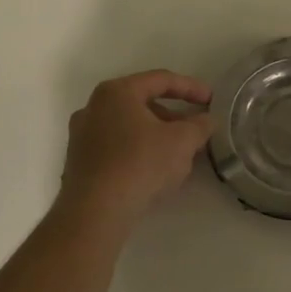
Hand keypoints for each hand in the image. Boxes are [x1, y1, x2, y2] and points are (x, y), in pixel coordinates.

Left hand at [58, 70, 213, 228]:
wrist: (95, 211)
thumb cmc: (140, 164)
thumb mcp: (182, 142)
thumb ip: (199, 125)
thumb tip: (207, 120)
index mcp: (117, 92)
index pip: (161, 80)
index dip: (191, 88)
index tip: (211, 100)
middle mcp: (94, 106)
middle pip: (143, 102)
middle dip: (173, 115)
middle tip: (195, 130)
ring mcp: (82, 134)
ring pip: (129, 126)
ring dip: (157, 134)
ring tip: (179, 153)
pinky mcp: (79, 161)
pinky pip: (116, 146)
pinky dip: (138, 150)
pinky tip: (154, 170)